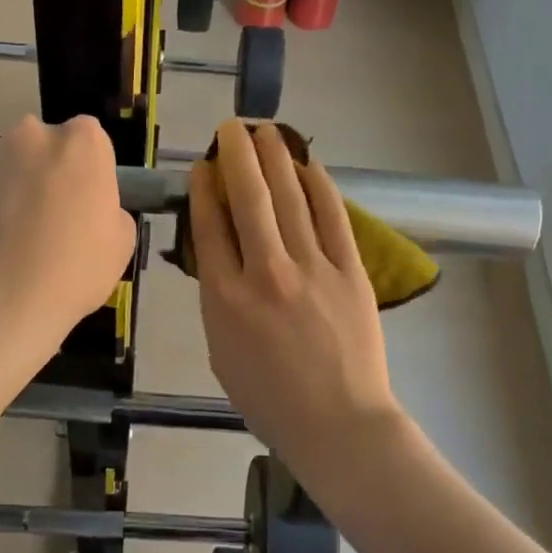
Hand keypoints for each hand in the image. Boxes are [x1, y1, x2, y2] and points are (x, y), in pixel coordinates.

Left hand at [0, 115, 135, 345]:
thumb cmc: (71, 273)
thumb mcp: (120, 245)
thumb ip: (107, 209)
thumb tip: (86, 208)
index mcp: (79, 143)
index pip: (89, 139)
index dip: (86, 172)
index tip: (82, 204)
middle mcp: (29, 135)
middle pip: (40, 147)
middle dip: (42, 174)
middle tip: (42, 223)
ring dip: (4, 191)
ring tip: (2, 242)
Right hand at [189, 121, 402, 477]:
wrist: (337, 424)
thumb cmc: (270, 400)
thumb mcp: (221, 353)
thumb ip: (218, 301)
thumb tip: (222, 259)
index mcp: (225, 299)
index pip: (210, 228)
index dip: (204, 190)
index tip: (202, 168)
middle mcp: (265, 273)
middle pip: (249, 200)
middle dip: (236, 156)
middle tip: (230, 128)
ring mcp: (312, 268)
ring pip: (290, 198)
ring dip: (276, 158)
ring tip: (265, 130)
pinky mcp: (350, 271)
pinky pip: (332, 217)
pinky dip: (319, 185)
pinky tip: (308, 163)